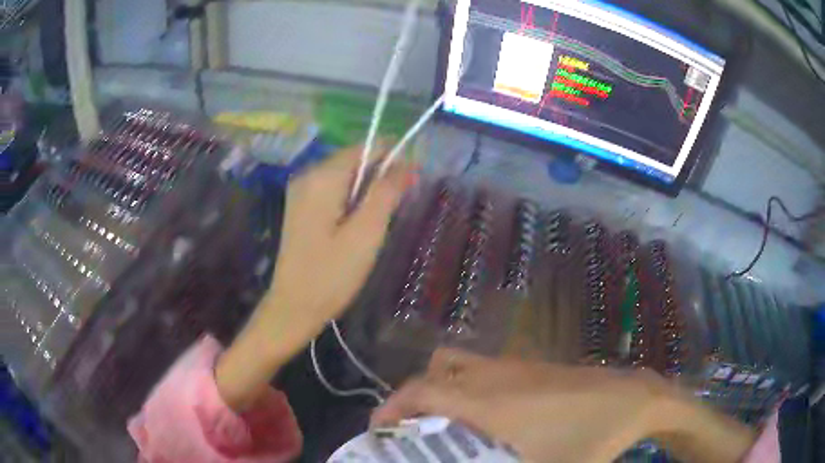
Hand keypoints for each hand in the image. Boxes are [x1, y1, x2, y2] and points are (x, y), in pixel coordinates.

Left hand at [216, 144, 409, 409]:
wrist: (293, 307)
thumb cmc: (332, 274)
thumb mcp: (366, 233)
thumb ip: (386, 192)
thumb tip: (406, 163)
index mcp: (322, 177)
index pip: (365, 148)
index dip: (393, 158)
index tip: (411, 182)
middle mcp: (308, 175)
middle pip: (354, 160)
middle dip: (380, 176)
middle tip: (395, 210)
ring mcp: (301, 191)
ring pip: (345, 176)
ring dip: (367, 190)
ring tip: (377, 222)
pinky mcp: (301, 206)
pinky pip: (334, 190)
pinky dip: (352, 199)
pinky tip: (357, 225)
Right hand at [372, 349, 755, 462]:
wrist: (633, 399)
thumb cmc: (587, 439)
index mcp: (485, 400)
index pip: (419, 391)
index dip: (391, 407)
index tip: (381, 430)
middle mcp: (493, 374)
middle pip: (436, 368)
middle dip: (415, 395)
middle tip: (416, 427)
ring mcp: (516, 365)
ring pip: (462, 363)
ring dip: (444, 387)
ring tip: (447, 421)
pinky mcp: (535, 365)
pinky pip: (486, 367)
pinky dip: (471, 385)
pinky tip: (491, 415)